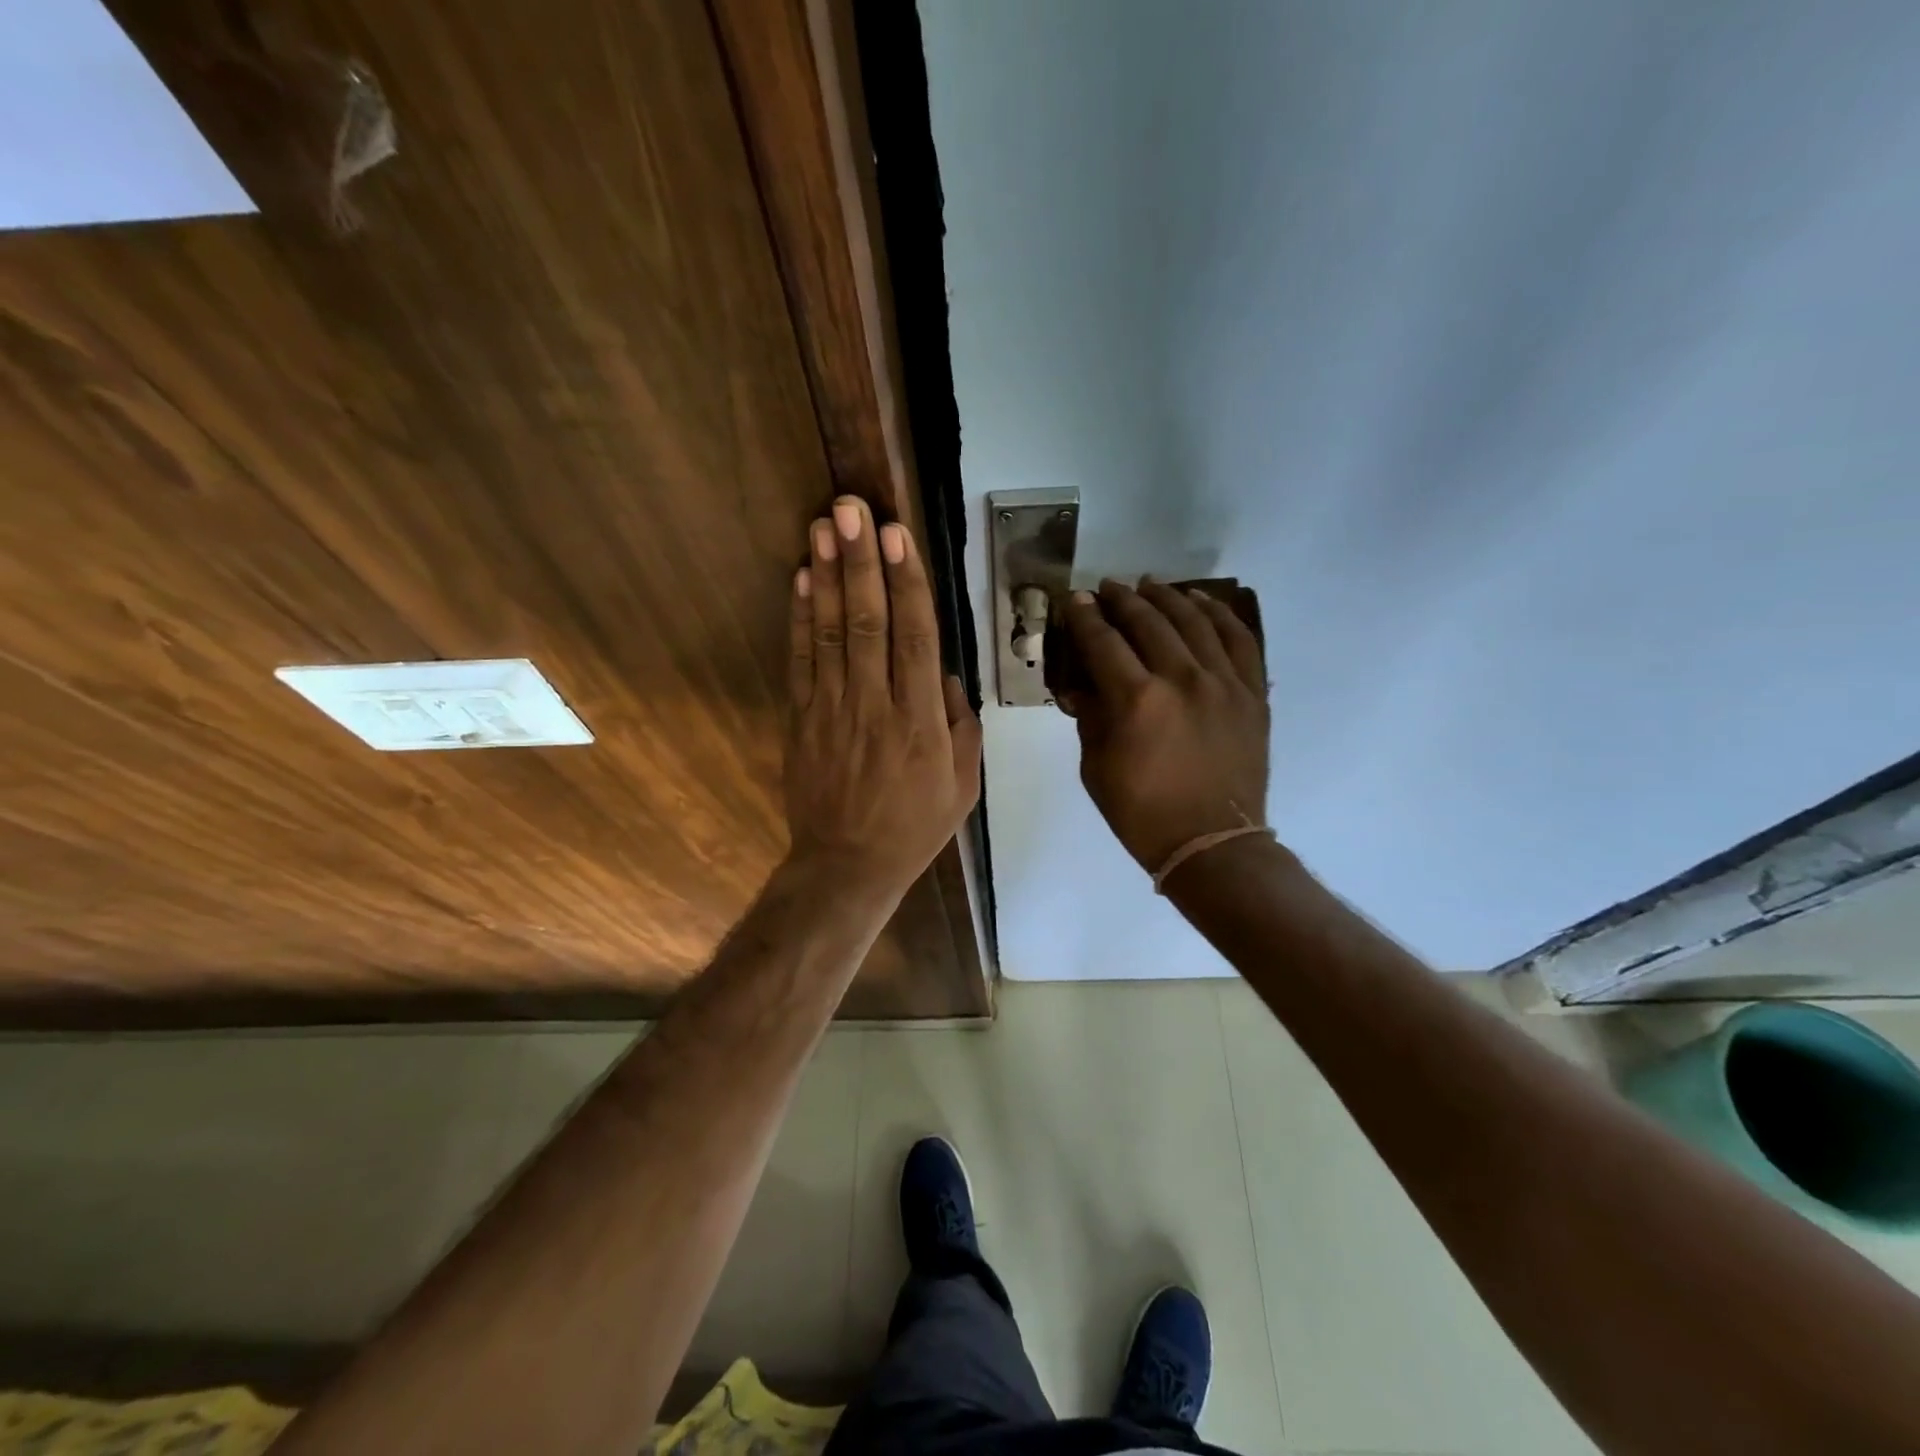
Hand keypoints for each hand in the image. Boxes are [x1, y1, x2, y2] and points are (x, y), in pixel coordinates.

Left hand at [784, 496, 981, 903]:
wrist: (847, 865)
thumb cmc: (914, 826)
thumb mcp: (963, 784)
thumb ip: (961, 726)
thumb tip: (946, 677)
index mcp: (920, 719)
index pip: (915, 637)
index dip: (906, 582)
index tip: (897, 535)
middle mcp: (875, 704)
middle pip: (868, 622)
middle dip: (860, 561)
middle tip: (851, 508)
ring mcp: (832, 709)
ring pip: (830, 632)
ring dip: (826, 576)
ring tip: (823, 526)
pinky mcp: (801, 718)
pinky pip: (800, 661)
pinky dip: (799, 618)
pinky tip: (800, 579)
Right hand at [1061, 579, 1269, 875]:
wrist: (1212, 845)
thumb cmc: (1143, 814)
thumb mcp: (1096, 769)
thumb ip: (1090, 719)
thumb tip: (1081, 686)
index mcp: (1137, 701)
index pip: (1104, 643)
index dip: (1085, 618)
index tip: (1076, 600)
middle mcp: (1182, 680)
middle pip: (1149, 623)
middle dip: (1122, 600)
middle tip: (1107, 588)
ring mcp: (1224, 683)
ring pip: (1194, 621)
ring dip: (1168, 598)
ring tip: (1150, 585)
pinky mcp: (1252, 694)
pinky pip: (1240, 641)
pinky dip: (1220, 615)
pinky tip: (1202, 601)